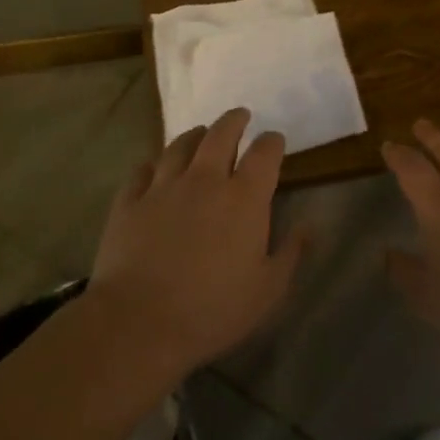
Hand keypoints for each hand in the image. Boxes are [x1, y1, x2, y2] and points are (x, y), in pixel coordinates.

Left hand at [89, 109, 306, 377]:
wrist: (139, 323)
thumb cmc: (213, 309)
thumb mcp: (268, 290)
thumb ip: (291, 253)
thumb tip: (309, 226)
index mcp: (244, 197)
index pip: (264, 152)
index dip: (272, 141)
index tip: (275, 141)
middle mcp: (205, 180)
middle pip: (221, 134)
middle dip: (234, 121)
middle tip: (240, 116)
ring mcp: (163, 187)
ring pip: (180, 145)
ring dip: (194, 135)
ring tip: (200, 133)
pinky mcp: (130, 202)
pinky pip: (142, 171)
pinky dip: (153, 164)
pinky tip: (154, 167)